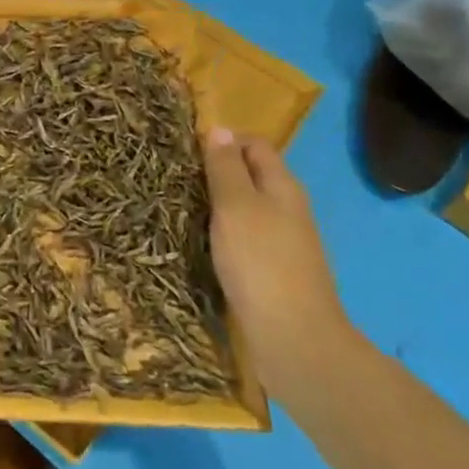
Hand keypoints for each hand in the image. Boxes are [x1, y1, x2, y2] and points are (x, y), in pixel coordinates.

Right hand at [205, 128, 358, 402]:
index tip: (185, 150)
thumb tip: (219, 129)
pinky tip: (200, 244)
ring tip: (179, 207)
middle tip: (175, 178)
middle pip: (251, 176)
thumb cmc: (260, 263)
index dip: (223, 141)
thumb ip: (225, 168)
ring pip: (246, 209)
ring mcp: (282, 243)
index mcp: (282, 186)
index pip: (255, 145)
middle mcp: (287, 209)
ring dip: (216, 205)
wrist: (293, 340)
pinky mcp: (272, 272)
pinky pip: (244, 239)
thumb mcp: (236, 206)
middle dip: (216, 172)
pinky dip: (222, 234)